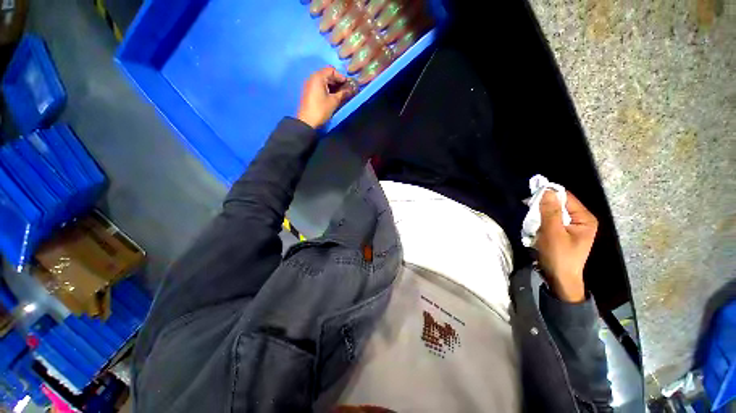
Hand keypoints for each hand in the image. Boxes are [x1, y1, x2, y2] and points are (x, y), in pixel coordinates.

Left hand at [296, 67, 354, 128]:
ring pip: (323, 80)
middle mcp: (312, 77)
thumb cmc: (321, 109)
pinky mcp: (309, 91)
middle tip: (345, 89)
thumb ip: (343, 93)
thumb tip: (351, 90)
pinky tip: (332, 96)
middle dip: (337, 81)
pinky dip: (326, 88)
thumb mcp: (334, 101)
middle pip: (327, 74)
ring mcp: (309, 84)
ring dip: (332, 85)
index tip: (347, 84)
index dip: (341, 76)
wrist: (307, 121)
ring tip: (340, 93)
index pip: (331, 70)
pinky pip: (319, 86)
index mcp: (318, 77)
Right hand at [536, 191, 597, 302]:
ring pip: (553, 213)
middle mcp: (581, 220)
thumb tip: (546, 190)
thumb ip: (550, 211)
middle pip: (560, 205)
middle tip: (528, 211)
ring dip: (540, 215)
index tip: (531, 197)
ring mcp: (572, 227)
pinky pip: (551, 221)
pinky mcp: (564, 233)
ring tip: (531, 221)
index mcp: (585, 218)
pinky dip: (541, 222)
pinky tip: (535, 227)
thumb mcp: (553, 233)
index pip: (566, 198)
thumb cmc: (559, 256)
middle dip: (543, 207)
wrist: (559, 279)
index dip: (549, 195)